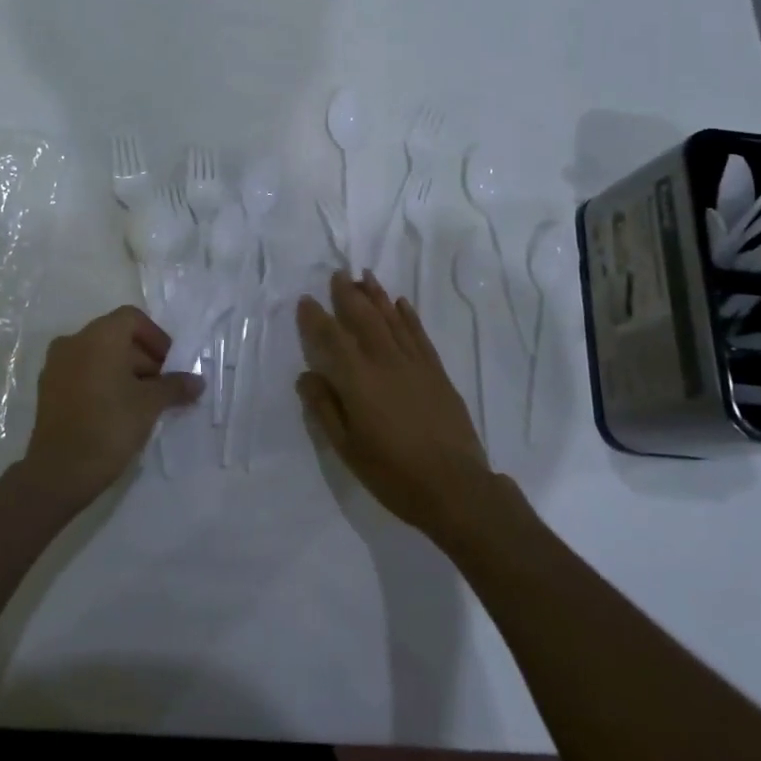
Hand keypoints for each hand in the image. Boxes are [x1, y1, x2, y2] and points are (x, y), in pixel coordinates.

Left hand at [22, 306, 201, 506]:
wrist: (58, 471)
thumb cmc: (109, 426)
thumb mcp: (150, 405)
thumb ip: (175, 386)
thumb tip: (198, 382)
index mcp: (99, 336)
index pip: (133, 319)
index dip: (156, 338)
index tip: (170, 365)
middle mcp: (74, 341)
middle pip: (116, 336)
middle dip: (143, 358)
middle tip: (162, 387)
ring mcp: (56, 364)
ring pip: (98, 355)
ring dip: (124, 370)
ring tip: (142, 402)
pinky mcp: (48, 388)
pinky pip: (82, 372)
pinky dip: (102, 381)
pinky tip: (117, 410)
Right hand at [296, 271, 494, 539]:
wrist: (454, 487)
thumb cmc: (393, 473)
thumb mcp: (348, 448)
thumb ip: (325, 408)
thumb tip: (306, 375)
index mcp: (358, 380)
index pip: (332, 338)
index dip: (317, 317)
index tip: (306, 300)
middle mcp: (385, 362)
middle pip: (364, 318)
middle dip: (349, 294)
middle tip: (339, 273)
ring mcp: (414, 364)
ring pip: (392, 319)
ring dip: (377, 296)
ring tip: (366, 276)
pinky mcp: (437, 372)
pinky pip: (419, 334)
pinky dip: (408, 316)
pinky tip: (401, 303)